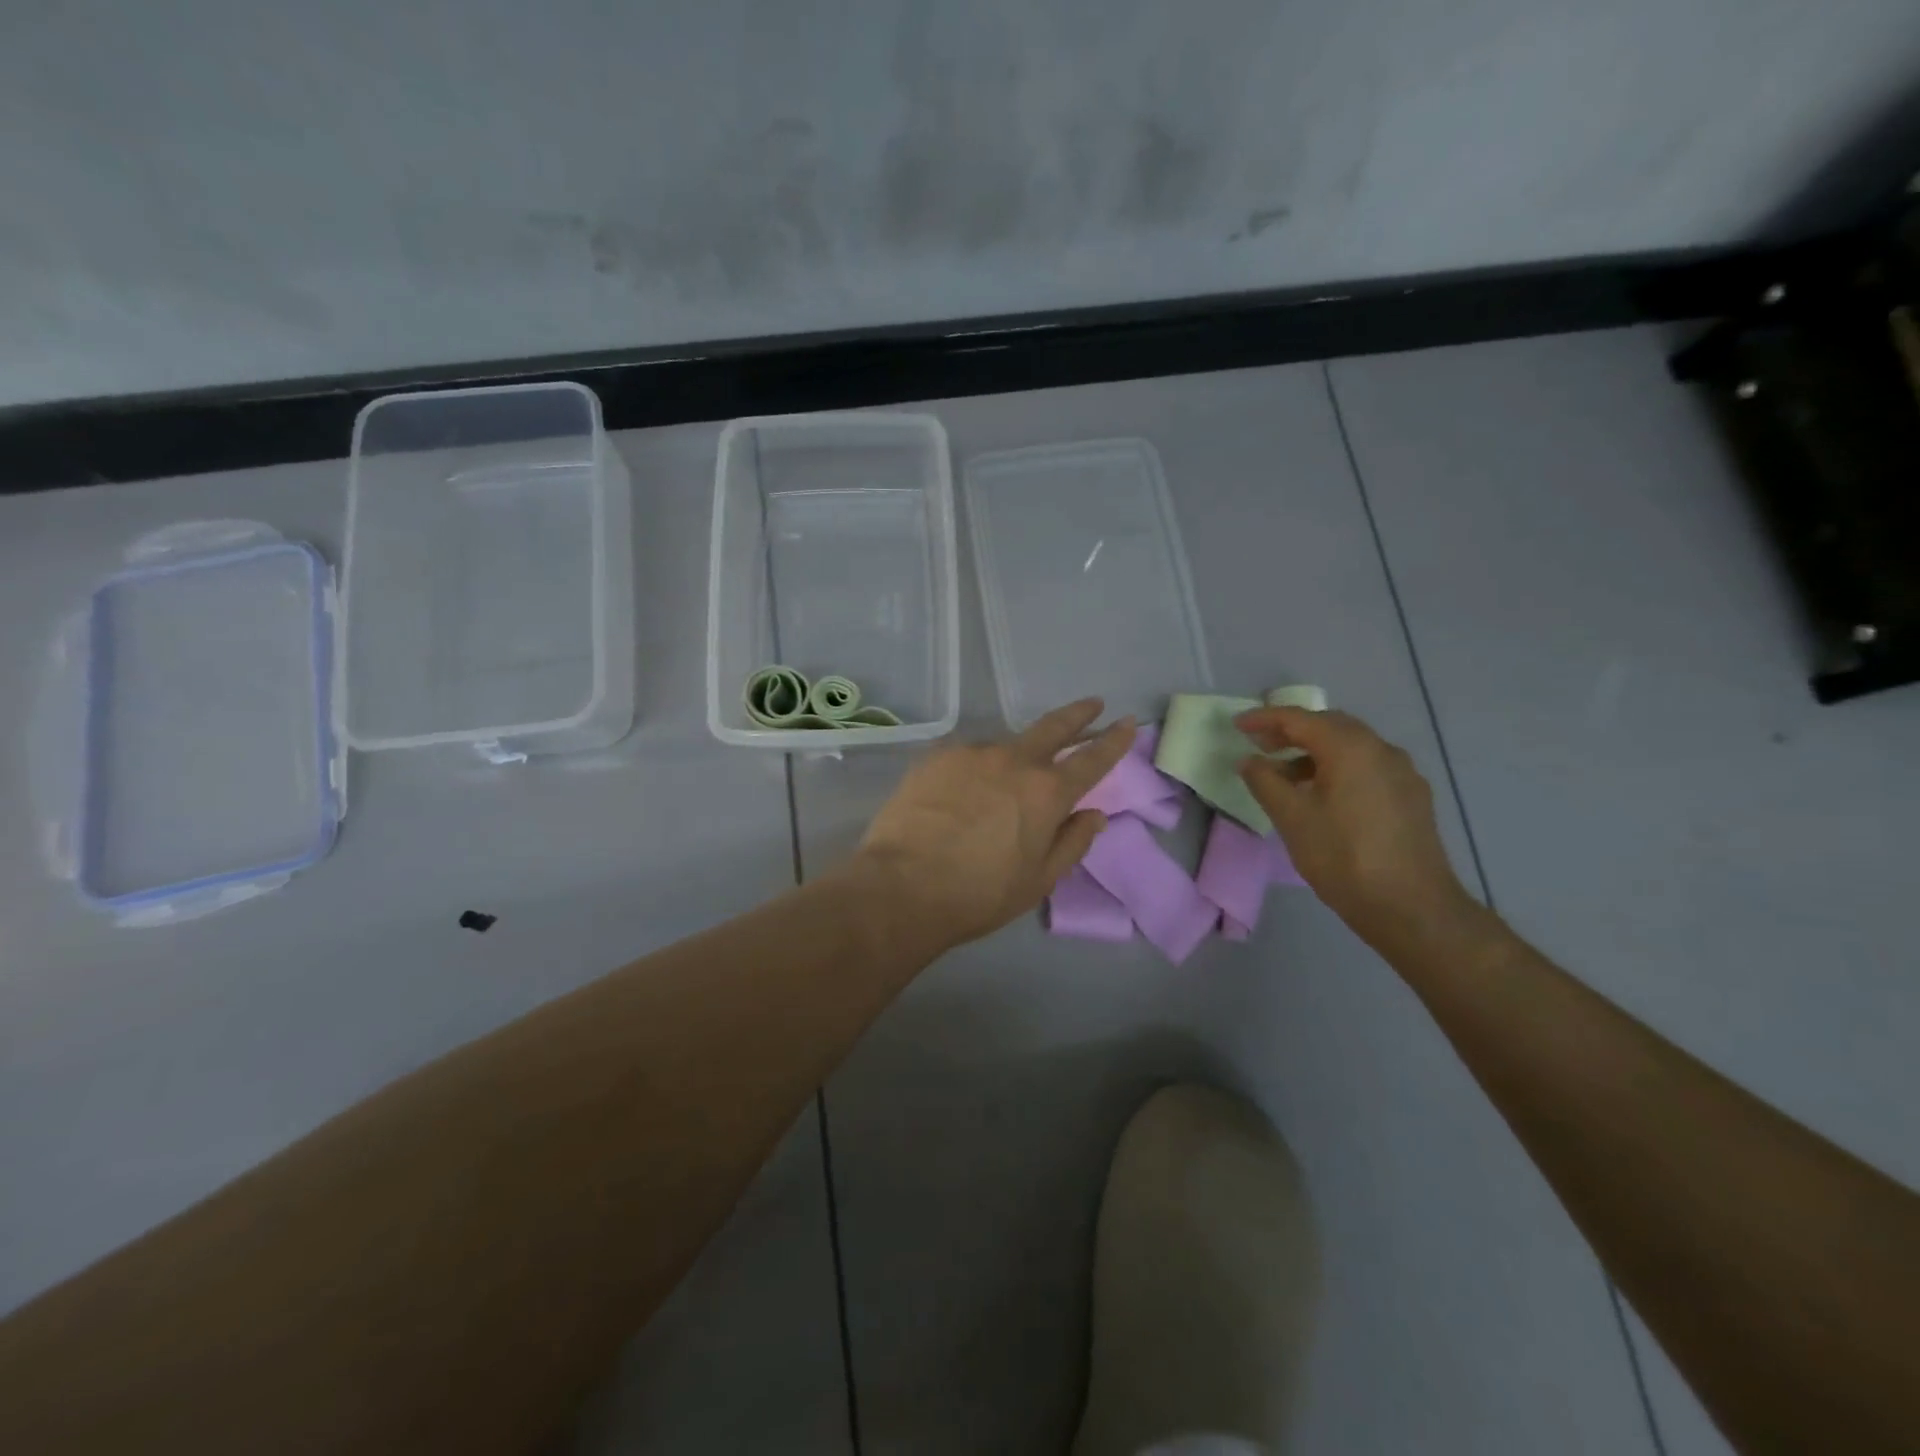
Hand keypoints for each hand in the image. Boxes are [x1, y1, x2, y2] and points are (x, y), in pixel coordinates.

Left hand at [856, 699, 1135, 952]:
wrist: (902, 886)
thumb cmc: (980, 893)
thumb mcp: (1039, 880)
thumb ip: (1073, 842)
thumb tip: (1095, 815)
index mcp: (1047, 792)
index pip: (1092, 759)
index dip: (1113, 740)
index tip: (1127, 722)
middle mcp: (1014, 761)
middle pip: (1053, 727)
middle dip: (1078, 714)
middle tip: (1093, 703)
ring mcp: (972, 754)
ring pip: (1004, 748)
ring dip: (1015, 758)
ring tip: (1002, 788)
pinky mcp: (936, 757)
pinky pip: (967, 759)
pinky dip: (976, 771)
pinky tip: (963, 794)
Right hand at [1236, 706, 1479, 951]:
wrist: (1412, 907)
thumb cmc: (1343, 857)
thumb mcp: (1292, 818)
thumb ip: (1265, 781)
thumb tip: (1249, 760)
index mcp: (1351, 748)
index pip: (1300, 718)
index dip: (1265, 718)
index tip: (1237, 725)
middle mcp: (1381, 749)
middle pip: (1330, 725)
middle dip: (1292, 731)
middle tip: (1260, 745)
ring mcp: (1403, 772)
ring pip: (1351, 746)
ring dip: (1315, 751)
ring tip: (1286, 774)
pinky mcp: (1412, 796)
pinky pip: (1368, 766)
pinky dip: (1338, 767)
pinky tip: (1324, 795)